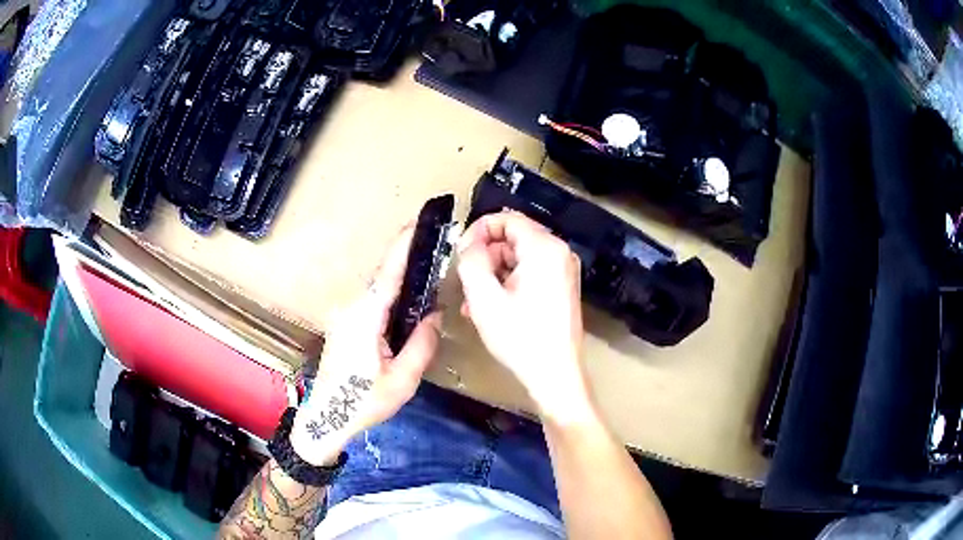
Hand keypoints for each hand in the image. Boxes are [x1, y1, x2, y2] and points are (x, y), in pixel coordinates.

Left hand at [291, 226, 441, 464]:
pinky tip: (406, 303)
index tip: (417, 222)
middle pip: (382, 277)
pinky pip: (371, 303)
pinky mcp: (345, 326)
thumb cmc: (363, 401)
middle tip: (434, 248)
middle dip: (406, 259)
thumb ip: (422, 344)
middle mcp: (352, 309)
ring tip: (426, 273)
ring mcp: (345, 317)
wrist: (326, 417)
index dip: (403, 245)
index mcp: (365, 318)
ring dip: (399, 279)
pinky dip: (390, 296)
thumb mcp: (402, 380)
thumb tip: (434, 315)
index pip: (388, 273)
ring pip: (377, 291)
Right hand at [457, 211, 594, 424]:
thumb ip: (471, 260)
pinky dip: (508, 282)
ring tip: (473, 300)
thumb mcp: (484, 298)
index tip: (460, 252)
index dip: (478, 230)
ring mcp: (563, 270)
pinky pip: (530, 272)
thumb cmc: (520, 338)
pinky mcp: (562, 287)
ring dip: (493, 272)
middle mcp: (559, 252)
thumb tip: (468, 242)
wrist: (555, 375)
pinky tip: (491, 306)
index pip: (506, 218)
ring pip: (519, 256)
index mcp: (544, 248)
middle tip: (466, 281)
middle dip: (485, 256)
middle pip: (513, 237)